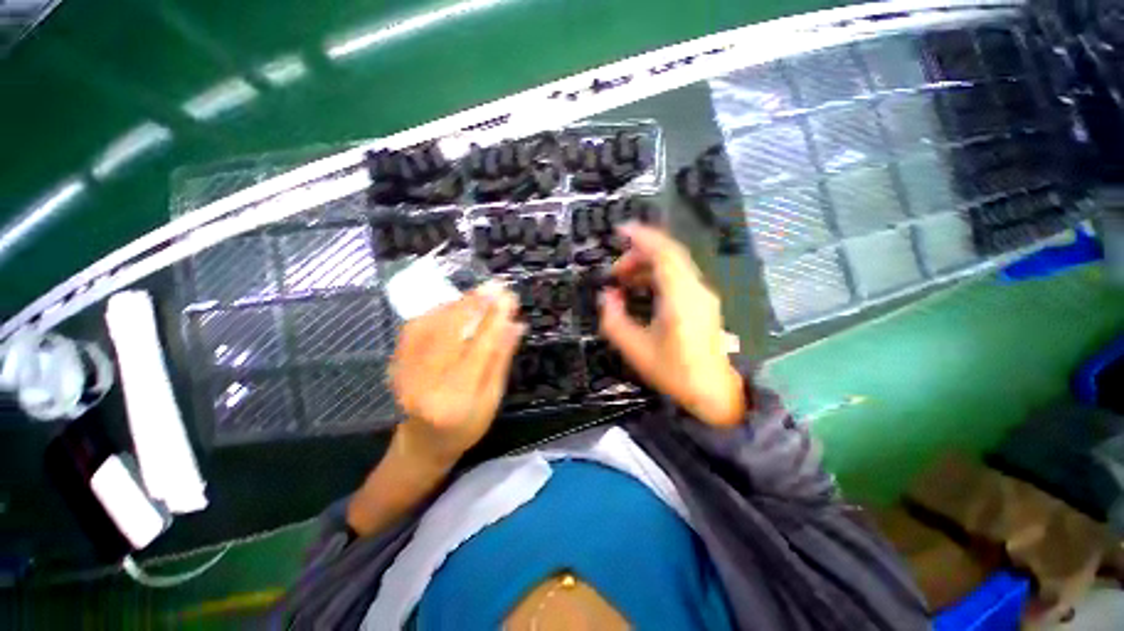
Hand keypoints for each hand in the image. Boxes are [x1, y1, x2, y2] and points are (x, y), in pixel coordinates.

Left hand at [389, 283, 524, 465]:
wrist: (423, 443)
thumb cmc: (466, 426)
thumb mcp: (492, 398)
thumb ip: (501, 360)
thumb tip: (516, 325)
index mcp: (456, 399)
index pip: (479, 350)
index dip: (494, 320)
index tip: (508, 298)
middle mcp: (425, 383)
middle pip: (450, 332)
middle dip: (474, 304)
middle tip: (494, 286)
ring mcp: (404, 372)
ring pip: (430, 326)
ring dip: (455, 304)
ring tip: (478, 293)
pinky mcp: (395, 363)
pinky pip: (415, 327)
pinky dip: (436, 311)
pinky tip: (453, 305)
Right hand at [599, 224, 745, 426]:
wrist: (714, 393)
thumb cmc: (674, 372)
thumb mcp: (635, 348)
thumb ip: (614, 319)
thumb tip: (607, 296)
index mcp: (680, 298)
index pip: (664, 253)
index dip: (642, 237)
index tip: (620, 230)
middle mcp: (695, 289)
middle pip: (669, 254)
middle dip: (639, 254)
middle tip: (615, 272)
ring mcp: (702, 295)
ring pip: (674, 265)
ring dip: (647, 266)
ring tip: (624, 281)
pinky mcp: (703, 302)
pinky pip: (678, 277)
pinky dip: (657, 275)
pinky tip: (642, 289)